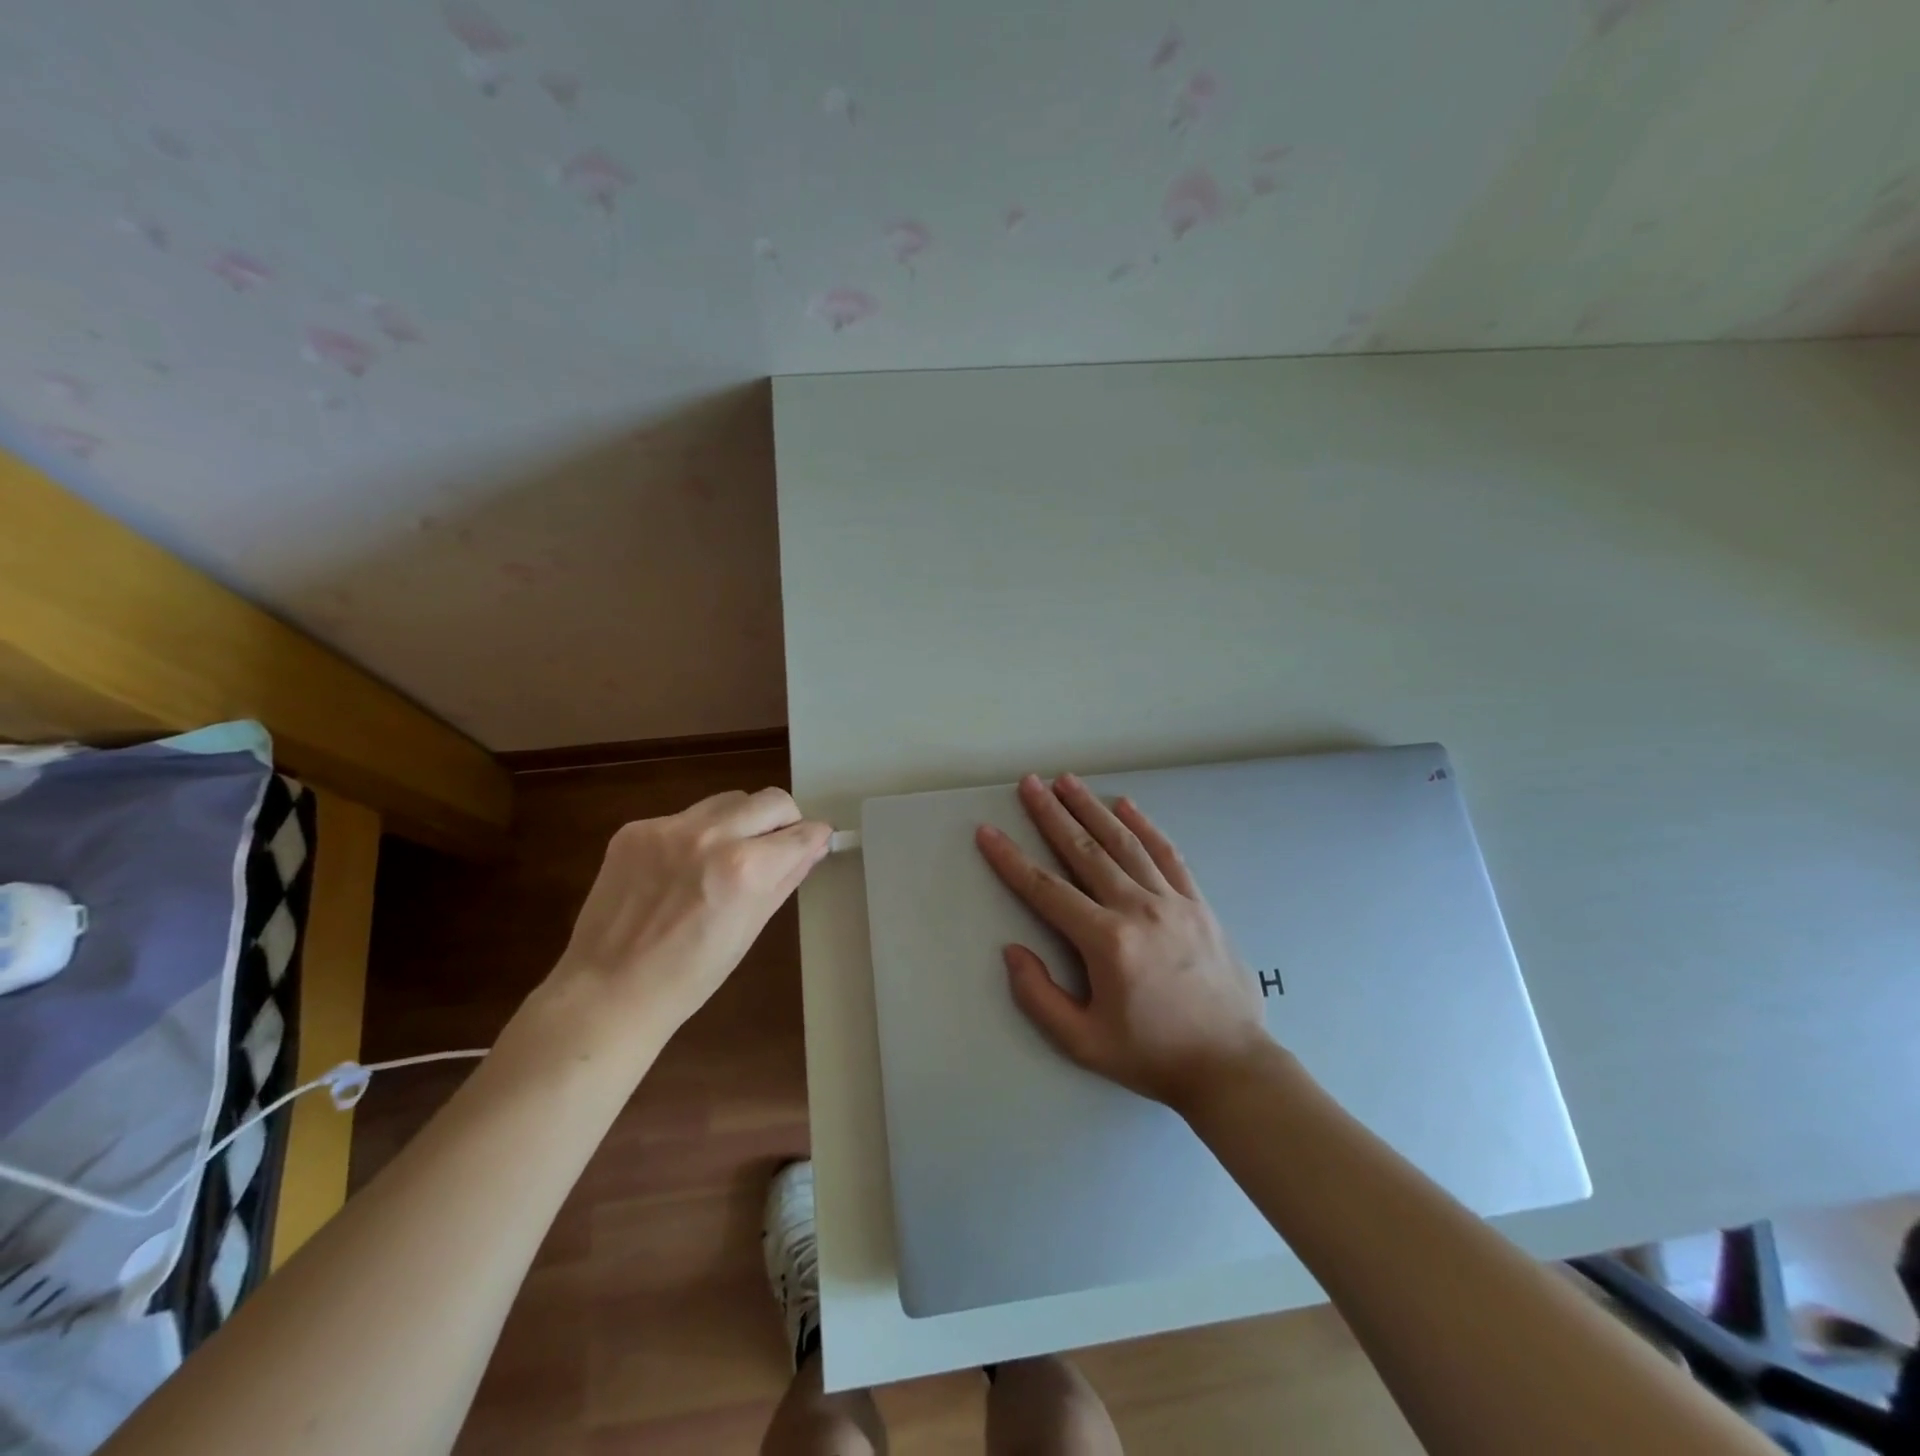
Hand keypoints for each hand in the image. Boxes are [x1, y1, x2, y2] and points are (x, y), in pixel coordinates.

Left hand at [546, 787, 830, 1043]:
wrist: (608, 991)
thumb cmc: (691, 975)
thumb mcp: (751, 928)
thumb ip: (786, 878)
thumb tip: (813, 846)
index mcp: (746, 868)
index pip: (802, 831)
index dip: (814, 837)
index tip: (814, 843)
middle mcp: (712, 835)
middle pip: (772, 800)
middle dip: (784, 820)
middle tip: (774, 848)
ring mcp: (670, 828)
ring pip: (729, 800)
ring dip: (740, 821)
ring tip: (724, 857)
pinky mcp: (636, 829)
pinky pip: (686, 816)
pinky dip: (696, 835)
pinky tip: (680, 869)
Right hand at [976, 774, 1273, 1110]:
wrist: (1231, 1066)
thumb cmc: (1152, 1056)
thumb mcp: (1083, 1042)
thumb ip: (1039, 997)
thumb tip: (1012, 951)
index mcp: (1107, 942)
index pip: (1046, 890)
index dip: (1011, 860)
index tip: (988, 832)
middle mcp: (1138, 909)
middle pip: (1085, 852)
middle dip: (1052, 814)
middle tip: (1029, 783)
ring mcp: (1173, 901)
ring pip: (1125, 843)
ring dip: (1092, 809)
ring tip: (1067, 781)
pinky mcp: (1198, 903)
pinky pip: (1167, 854)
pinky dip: (1145, 826)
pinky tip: (1126, 805)